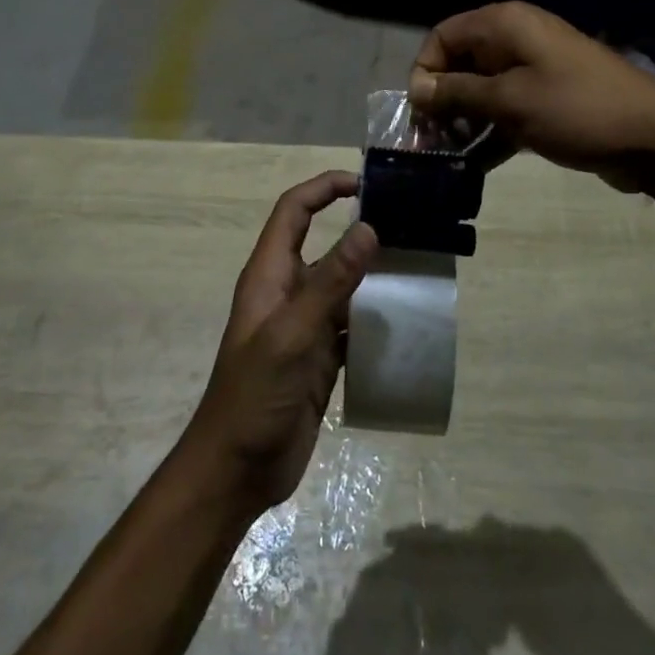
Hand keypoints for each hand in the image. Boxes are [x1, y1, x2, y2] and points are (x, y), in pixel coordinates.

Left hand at [183, 171, 377, 513]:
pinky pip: (352, 323)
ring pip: (342, 284)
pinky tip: (406, 318)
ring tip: (417, 265)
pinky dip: (376, 316)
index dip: (323, 189)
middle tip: (407, 224)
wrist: (237, 470)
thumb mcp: (292, 334)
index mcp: (269, 275)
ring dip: (372, 273)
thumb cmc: (254, 394)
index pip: (293, 211)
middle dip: (358, 230)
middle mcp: (287, 292)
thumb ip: (330, 283)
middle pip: (323, 243)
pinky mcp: (320, 357)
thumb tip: (369, 230)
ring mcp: (304, 326)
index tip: (365, 184)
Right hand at [407, 2, 654, 176]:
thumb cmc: (575, 109)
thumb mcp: (508, 101)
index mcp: (504, 25)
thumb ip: (457, 93)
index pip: (443, 35)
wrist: (653, 136)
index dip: (425, 70)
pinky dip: (490, 131)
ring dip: (463, 120)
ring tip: (450, 156)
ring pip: (482, 89)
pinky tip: (475, 164)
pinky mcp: (548, 97)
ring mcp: (534, 69)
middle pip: (460, 63)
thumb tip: (416, 89)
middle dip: (441, 101)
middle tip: (429, 141)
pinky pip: (506, 108)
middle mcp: (516, 39)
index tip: (419, 112)